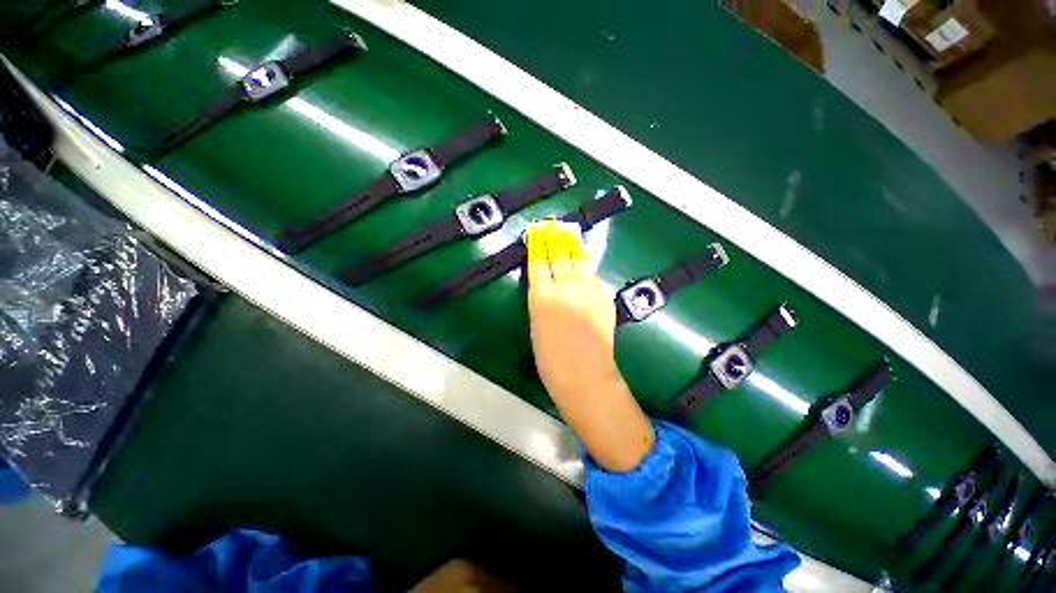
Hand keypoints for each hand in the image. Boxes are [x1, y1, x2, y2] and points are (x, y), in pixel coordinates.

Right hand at [526, 221, 653, 471]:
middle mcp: (565, 289)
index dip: (537, 245)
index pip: (538, 263)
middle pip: (559, 256)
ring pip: (579, 262)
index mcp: (541, 298)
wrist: (585, 377)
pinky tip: (584, 264)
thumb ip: (541, 301)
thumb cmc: (551, 361)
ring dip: (573, 247)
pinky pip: (594, 277)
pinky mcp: (604, 298)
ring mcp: (588, 292)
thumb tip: (546, 283)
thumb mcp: (536, 327)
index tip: (536, 231)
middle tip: (554, 224)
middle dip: (556, 238)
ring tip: (570, 234)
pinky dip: (587, 268)